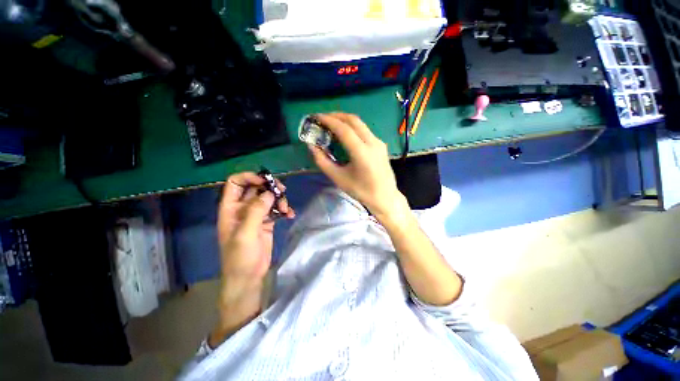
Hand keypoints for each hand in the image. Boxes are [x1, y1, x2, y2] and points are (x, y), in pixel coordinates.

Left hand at [217, 172, 294, 287]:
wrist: (248, 276)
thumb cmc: (240, 257)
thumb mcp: (245, 234)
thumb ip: (255, 211)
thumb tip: (269, 193)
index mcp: (231, 208)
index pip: (236, 183)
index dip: (249, 177)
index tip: (265, 181)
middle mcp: (243, 208)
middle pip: (256, 188)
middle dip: (270, 187)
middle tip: (282, 191)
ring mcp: (256, 214)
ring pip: (269, 197)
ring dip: (279, 200)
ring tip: (286, 210)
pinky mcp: (267, 221)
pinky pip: (277, 209)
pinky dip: (284, 209)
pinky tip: (290, 215)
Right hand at [308, 113, 406, 219]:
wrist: (385, 197)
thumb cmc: (361, 191)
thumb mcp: (338, 178)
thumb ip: (322, 161)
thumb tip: (311, 146)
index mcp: (362, 152)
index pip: (344, 129)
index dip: (329, 121)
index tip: (316, 117)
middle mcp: (373, 143)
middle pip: (354, 120)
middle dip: (336, 116)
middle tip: (322, 118)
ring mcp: (379, 143)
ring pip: (360, 124)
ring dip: (345, 120)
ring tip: (331, 123)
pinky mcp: (381, 145)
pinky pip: (365, 130)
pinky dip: (353, 127)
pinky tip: (345, 133)